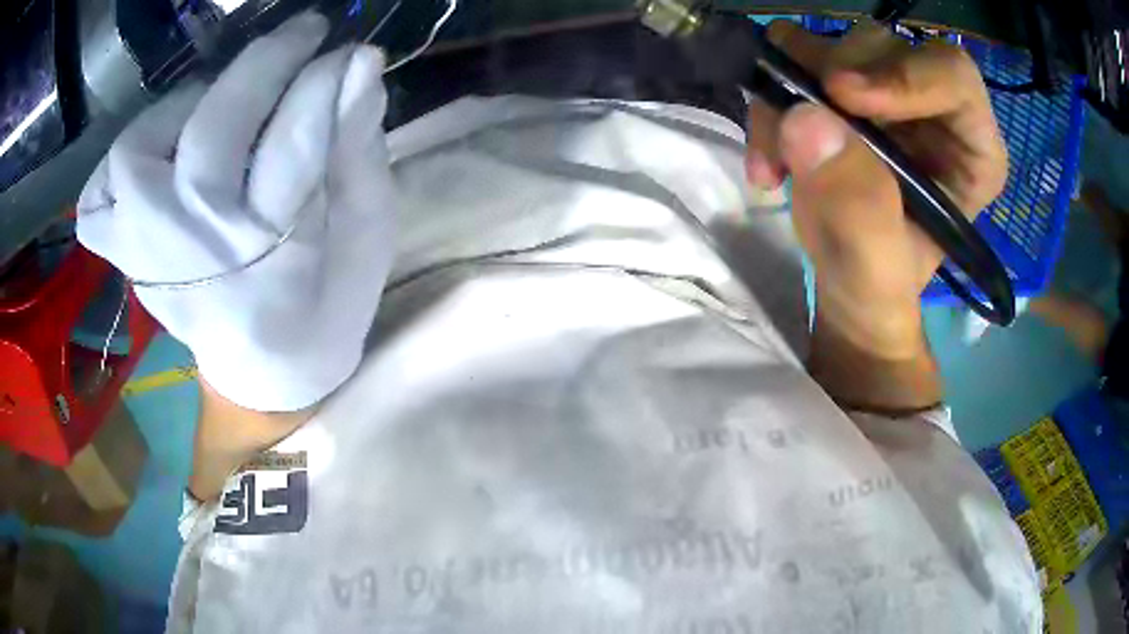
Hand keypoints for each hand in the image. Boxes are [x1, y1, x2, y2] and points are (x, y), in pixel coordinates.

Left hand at [77, 14, 396, 411]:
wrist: (265, 372)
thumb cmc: (323, 307)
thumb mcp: (366, 239)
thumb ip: (361, 155)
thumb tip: (360, 70)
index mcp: (269, 257)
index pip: (294, 139)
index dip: (326, 80)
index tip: (352, 52)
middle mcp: (194, 251)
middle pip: (212, 132)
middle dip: (265, 63)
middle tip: (305, 33)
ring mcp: (146, 255)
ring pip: (138, 152)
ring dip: (185, 103)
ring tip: (222, 96)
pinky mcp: (124, 259)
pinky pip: (96, 201)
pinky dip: (118, 161)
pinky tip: (157, 150)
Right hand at [746, 21, 1007, 409]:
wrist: (844, 285)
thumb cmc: (876, 285)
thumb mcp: (875, 267)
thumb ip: (858, 206)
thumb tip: (805, 120)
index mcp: (970, 147)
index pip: (952, 75)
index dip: (903, 74)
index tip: (845, 98)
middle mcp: (931, 105)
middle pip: (883, 47)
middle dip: (832, 83)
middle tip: (797, 132)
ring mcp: (881, 86)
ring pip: (831, 43)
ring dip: (791, 91)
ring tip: (778, 160)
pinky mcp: (838, 83)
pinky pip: (793, 56)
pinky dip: (770, 94)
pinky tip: (769, 150)